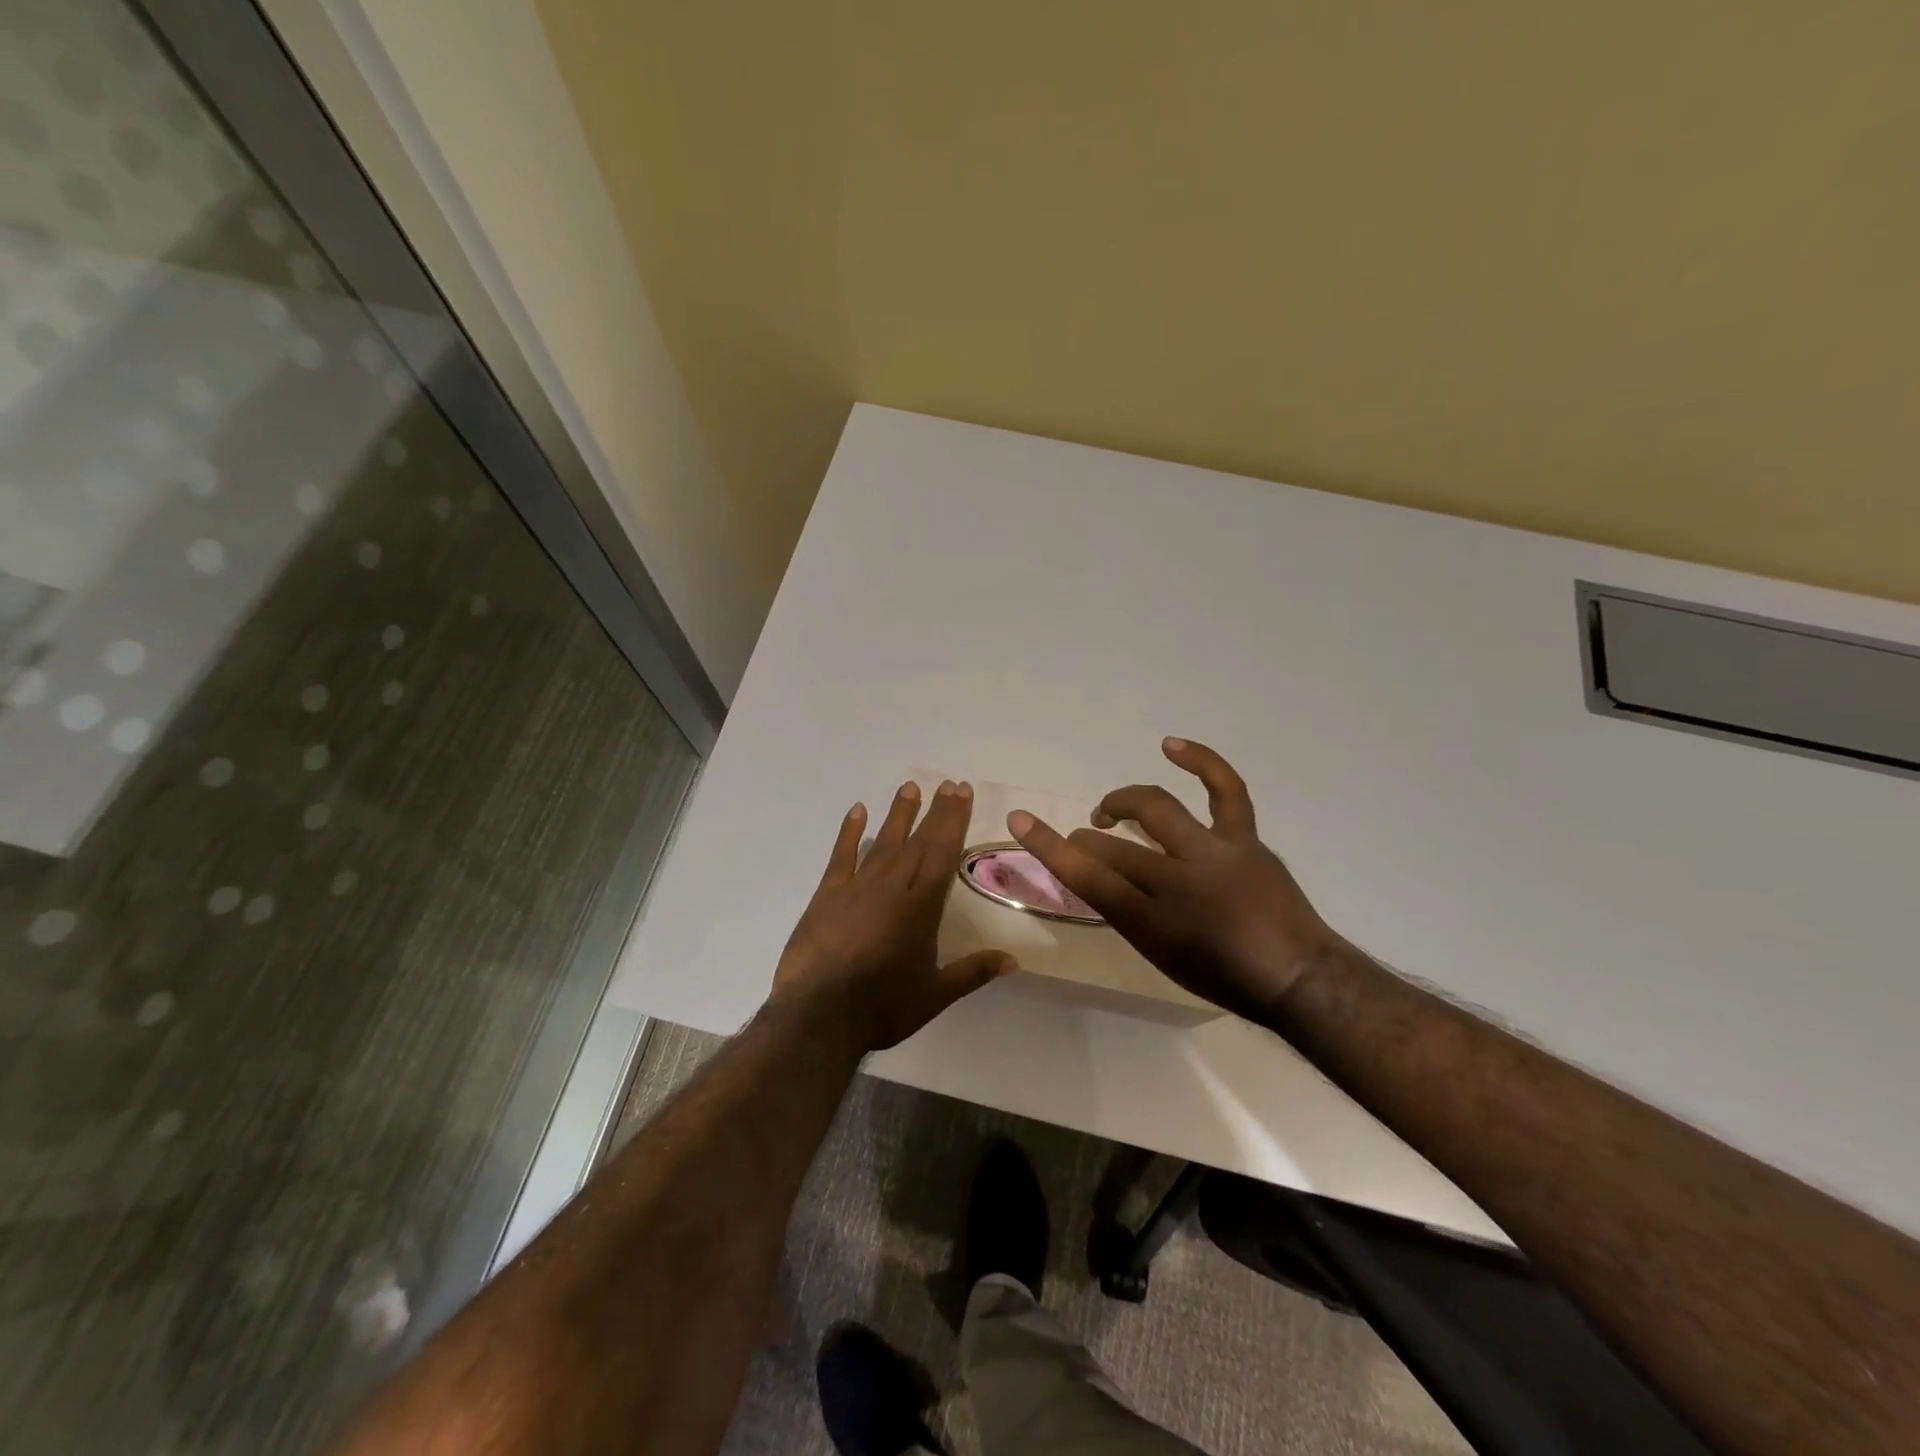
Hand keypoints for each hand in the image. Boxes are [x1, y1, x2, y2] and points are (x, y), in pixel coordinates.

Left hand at [770, 779, 1015, 1052]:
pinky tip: (857, 811)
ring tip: (909, 787)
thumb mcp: (935, 995)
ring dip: (898, 814)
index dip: (954, 820)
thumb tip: (1014, 960)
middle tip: (947, 783)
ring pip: (884, 841)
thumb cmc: (883, 1006)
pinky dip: (849, 832)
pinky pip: (842, 855)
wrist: (820, 1014)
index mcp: (922, 906)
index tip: (962, 792)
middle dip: (935, 811)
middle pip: (919, 840)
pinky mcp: (828, 894)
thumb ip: (974, 972)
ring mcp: (858, 887)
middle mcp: (893, 886)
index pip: (943, 852)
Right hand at [1007, 738, 1345, 1021]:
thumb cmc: (1224, 977)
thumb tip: (1103, 875)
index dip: (1047, 846)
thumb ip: (1127, 913)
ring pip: (1156, 810)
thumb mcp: (1161, 956)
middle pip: (1114, 846)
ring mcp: (1214, 853)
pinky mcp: (1244, 838)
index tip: (1020, 820)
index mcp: (1153, 921)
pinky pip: (1225, 790)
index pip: (1087, 877)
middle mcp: (1179, 881)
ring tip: (1109, 808)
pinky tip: (1171, 746)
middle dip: (1087, 838)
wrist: (1298, 976)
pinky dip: (1200, 762)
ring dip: (1123, 802)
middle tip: (1085, 839)